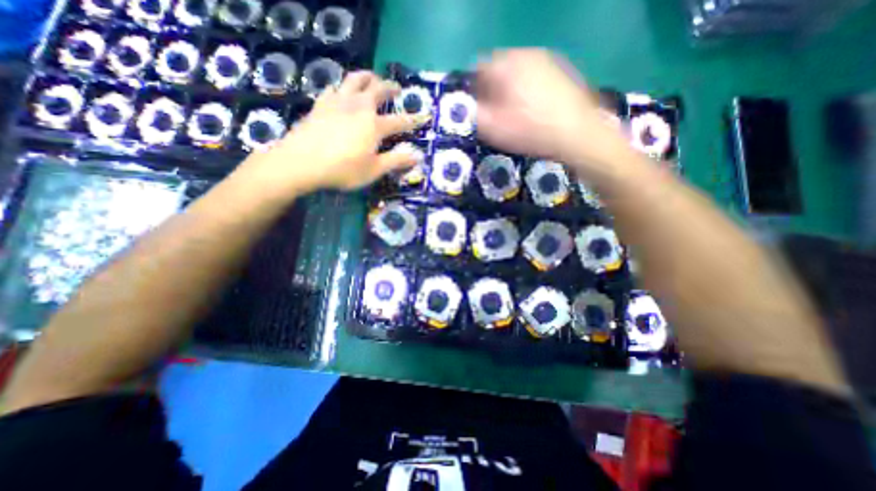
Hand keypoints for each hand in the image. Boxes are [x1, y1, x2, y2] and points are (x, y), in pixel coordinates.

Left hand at [239, 72, 430, 197]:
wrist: (301, 162)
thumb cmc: (342, 170)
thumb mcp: (373, 170)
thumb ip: (396, 161)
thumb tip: (418, 156)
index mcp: (374, 126)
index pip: (400, 121)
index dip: (414, 120)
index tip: (424, 116)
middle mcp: (358, 107)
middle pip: (377, 89)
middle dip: (390, 87)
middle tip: (397, 89)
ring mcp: (338, 102)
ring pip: (355, 80)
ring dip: (367, 77)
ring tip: (372, 78)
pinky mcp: (320, 104)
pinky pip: (334, 87)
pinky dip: (342, 87)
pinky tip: (342, 92)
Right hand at [477, 49, 633, 177]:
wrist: (578, 135)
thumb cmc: (531, 132)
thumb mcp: (493, 129)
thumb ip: (472, 115)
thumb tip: (466, 108)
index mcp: (506, 65)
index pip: (478, 70)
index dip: (475, 93)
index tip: (480, 112)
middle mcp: (526, 54)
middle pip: (499, 70)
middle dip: (493, 91)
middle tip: (498, 117)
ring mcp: (547, 60)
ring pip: (517, 73)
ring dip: (510, 91)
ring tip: (517, 115)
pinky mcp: (562, 70)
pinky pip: (534, 77)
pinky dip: (528, 91)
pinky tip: (535, 110)